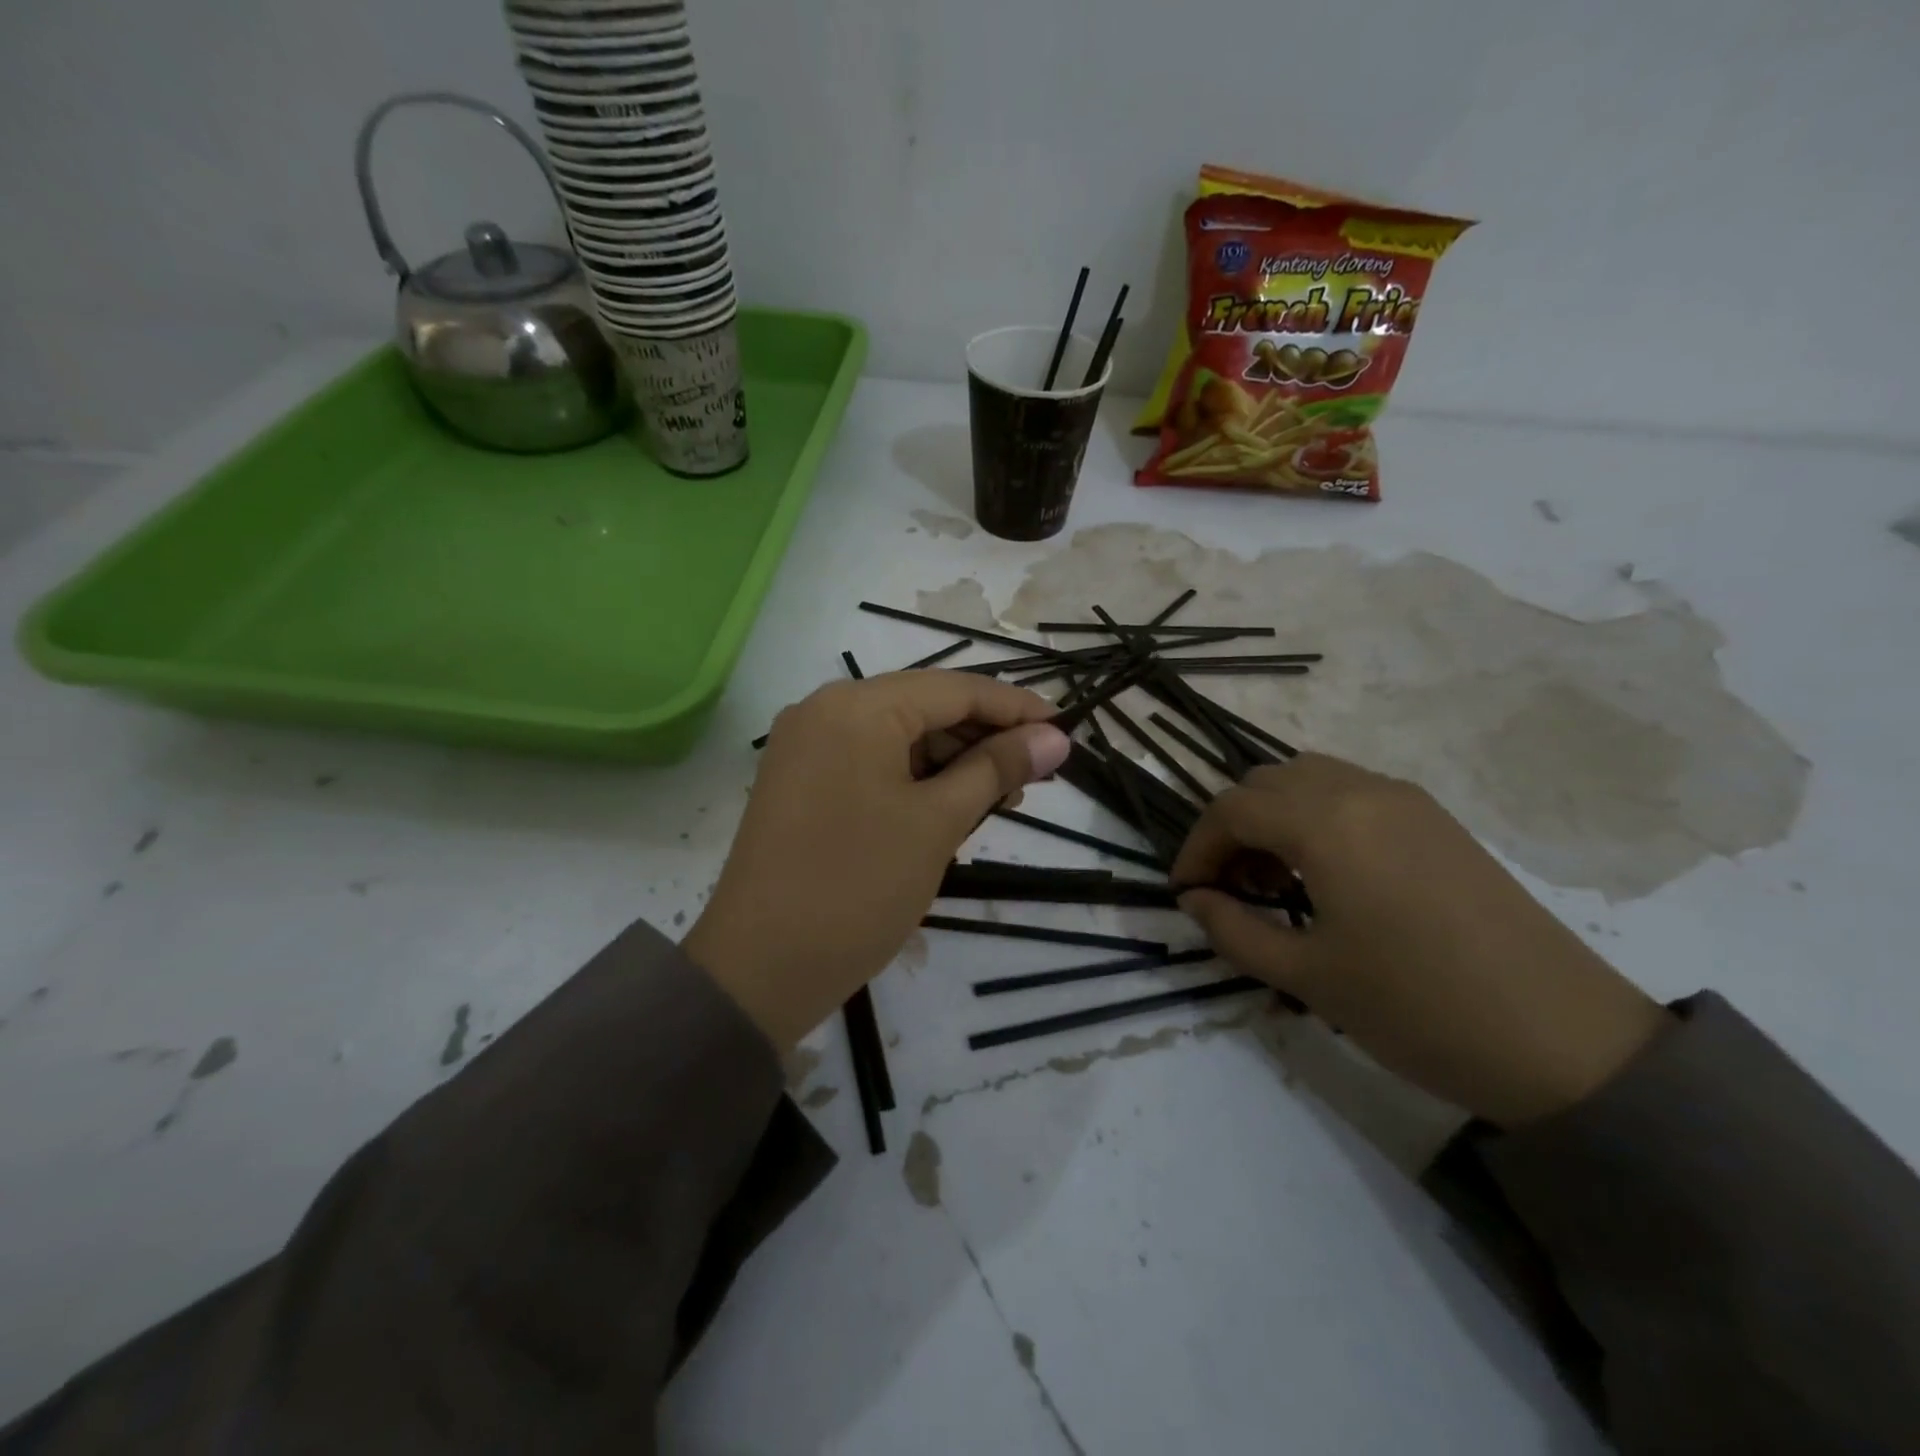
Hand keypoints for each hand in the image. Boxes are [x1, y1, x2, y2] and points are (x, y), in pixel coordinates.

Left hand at [684, 672, 1072, 1047]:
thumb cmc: (859, 887)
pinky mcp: (800, 779)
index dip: (1015, 707)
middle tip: (1035, 776)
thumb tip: (1057, 738)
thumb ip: (997, 769)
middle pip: (924, 708)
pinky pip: (870, 761)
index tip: (1065, 731)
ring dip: (951, 762)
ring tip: (998, 800)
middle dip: (982, 738)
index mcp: (858, 706)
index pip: (955, 689)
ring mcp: (806, 744)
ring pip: (898, 736)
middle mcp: (825, 708)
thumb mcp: (938, 823)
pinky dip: (914, 778)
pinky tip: (948, 807)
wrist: (760, 968)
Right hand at [1172, 754, 1669, 1126]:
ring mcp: (1406, 800)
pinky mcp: (1436, 820)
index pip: (1231, 809)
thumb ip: (1233, 930)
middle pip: (1265, 782)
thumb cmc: (1418, 1008)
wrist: (1567, 1042)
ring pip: (1309, 780)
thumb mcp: (1307, 976)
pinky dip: (1315, 818)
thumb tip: (1195, 900)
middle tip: (1229, 888)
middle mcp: (1362, 791)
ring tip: (1274, 881)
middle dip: (1231, 828)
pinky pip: (1351, 794)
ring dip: (1273, 818)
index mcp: (1327, 823)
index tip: (1185, 893)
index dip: (1196, 848)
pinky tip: (1326, 875)